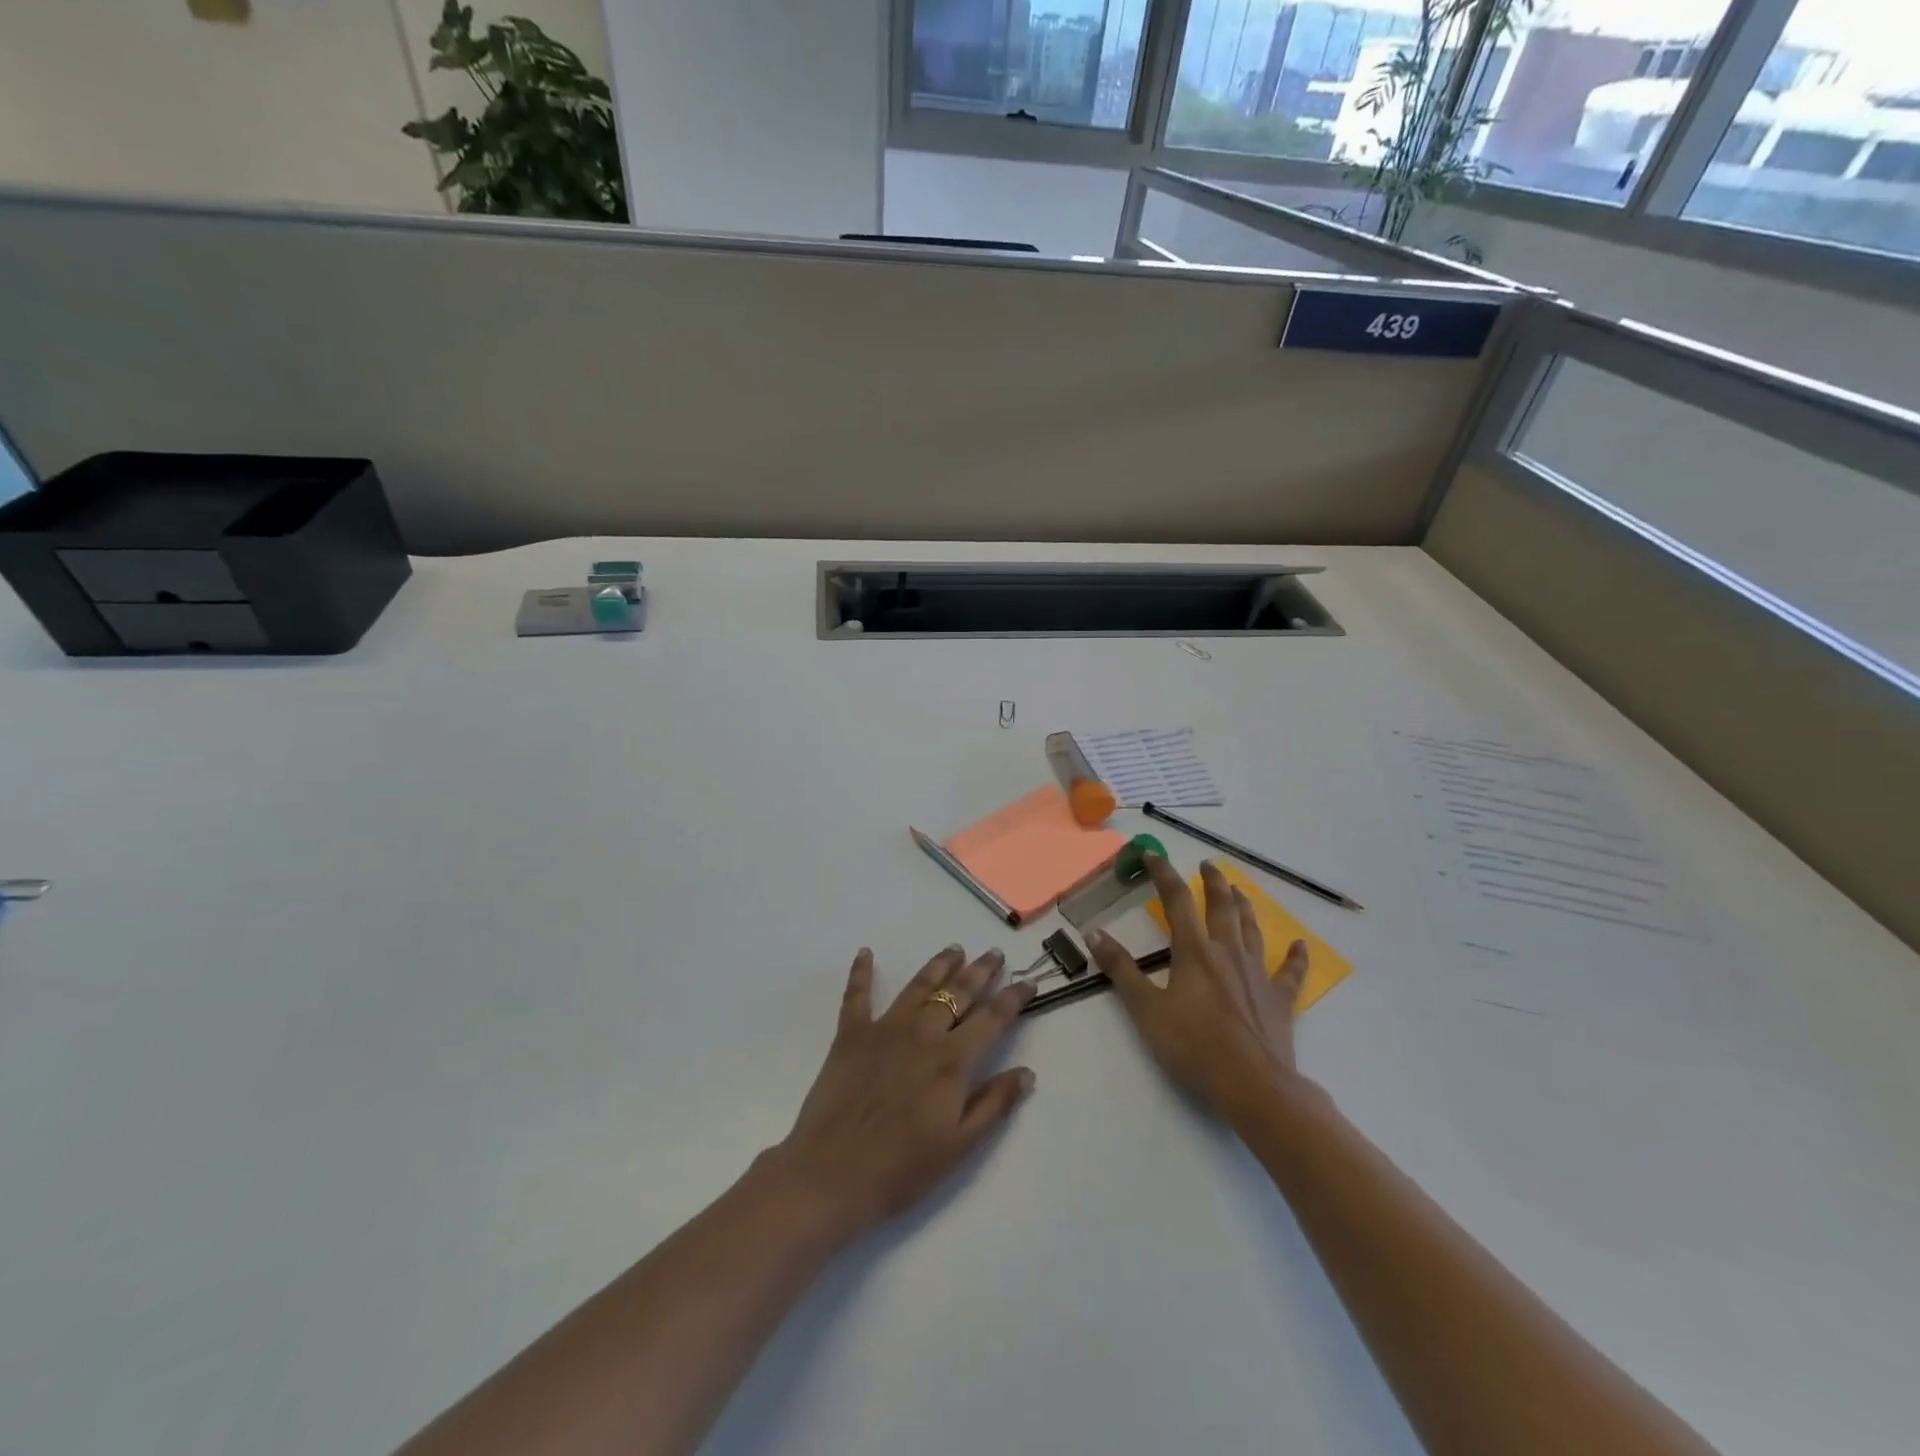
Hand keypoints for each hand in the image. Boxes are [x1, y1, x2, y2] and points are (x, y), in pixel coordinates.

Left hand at [768, 945, 1036, 1242]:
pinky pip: (857, 995)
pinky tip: (865, 952)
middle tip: (994, 953)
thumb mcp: (960, 1146)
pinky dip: (860, 972)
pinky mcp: (851, 1035)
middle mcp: (923, 1034)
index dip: (1013, 999)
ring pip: (918, 986)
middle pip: (958, 993)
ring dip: (939, 965)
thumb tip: (1027, 1072)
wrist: (832, 1175)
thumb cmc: (902, 1169)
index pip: (992, 1020)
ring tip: (954, 949)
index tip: (1028, 982)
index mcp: (953, 1061)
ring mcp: (885, 1029)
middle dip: (980, 971)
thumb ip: (994, 1104)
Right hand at [1089, 857, 1308, 1115]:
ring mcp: (1257, 974)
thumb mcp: (1146, 1009)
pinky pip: (1290, 972)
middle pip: (1221, 906)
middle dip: (1213, 882)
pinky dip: (1295, 957)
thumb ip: (1121, 970)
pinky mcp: (1279, 999)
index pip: (1177, 900)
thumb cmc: (1193, 1046)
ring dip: (1244, 906)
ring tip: (1239, 890)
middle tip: (1208, 865)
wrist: (1253, 1085)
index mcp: (1194, 951)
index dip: (1164, 874)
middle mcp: (1227, 952)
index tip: (1153, 854)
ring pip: (1252, 929)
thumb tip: (1093, 933)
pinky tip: (1300, 945)